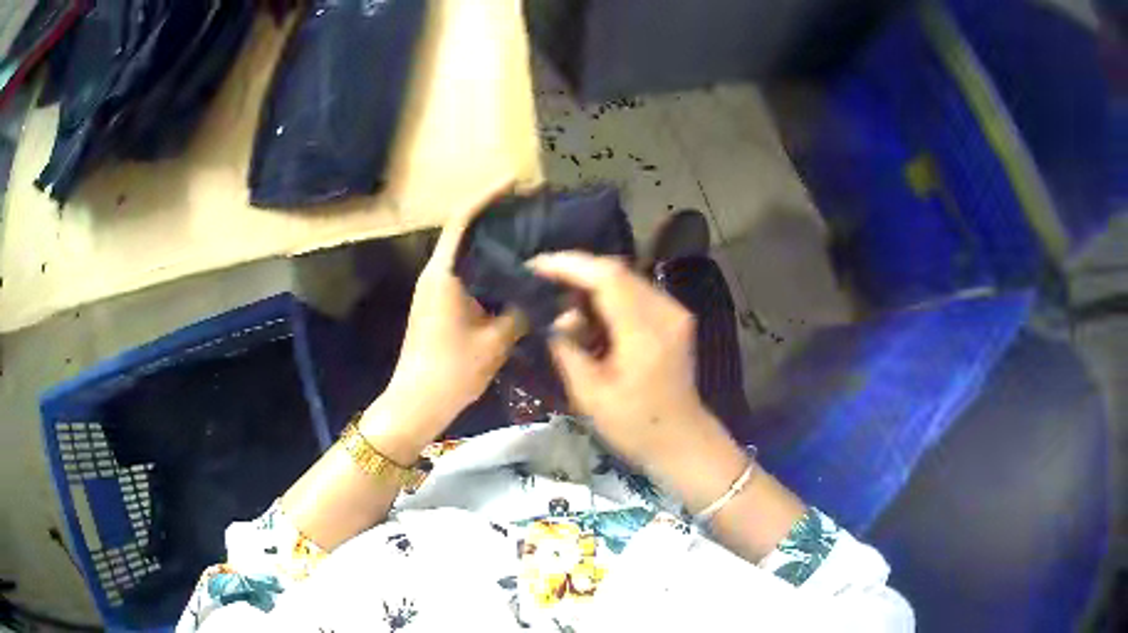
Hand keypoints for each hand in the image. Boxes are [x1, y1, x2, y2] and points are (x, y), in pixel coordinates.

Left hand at [369, 186, 524, 454]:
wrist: (416, 403)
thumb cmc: (451, 372)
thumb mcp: (495, 342)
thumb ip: (522, 311)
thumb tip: (549, 290)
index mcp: (444, 275)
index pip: (462, 221)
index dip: (487, 197)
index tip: (514, 182)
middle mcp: (435, 274)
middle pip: (463, 231)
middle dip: (493, 214)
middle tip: (530, 208)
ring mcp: (434, 289)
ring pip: (464, 252)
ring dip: (490, 239)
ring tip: (527, 232)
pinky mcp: (438, 304)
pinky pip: (465, 271)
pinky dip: (486, 262)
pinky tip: (512, 269)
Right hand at [529, 252, 747, 508]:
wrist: (682, 440)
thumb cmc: (634, 426)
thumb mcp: (589, 394)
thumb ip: (568, 349)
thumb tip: (556, 319)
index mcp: (645, 332)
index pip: (606, 277)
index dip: (569, 264)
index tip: (534, 266)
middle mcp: (665, 312)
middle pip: (616, 270)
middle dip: (576, 272)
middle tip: (542, 284)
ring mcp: (674, 312)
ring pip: (625, 278)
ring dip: (591, 284)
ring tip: (561, 301)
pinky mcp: (674, 317)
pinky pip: (635, 292)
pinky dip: (608, 295)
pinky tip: (588, 313)